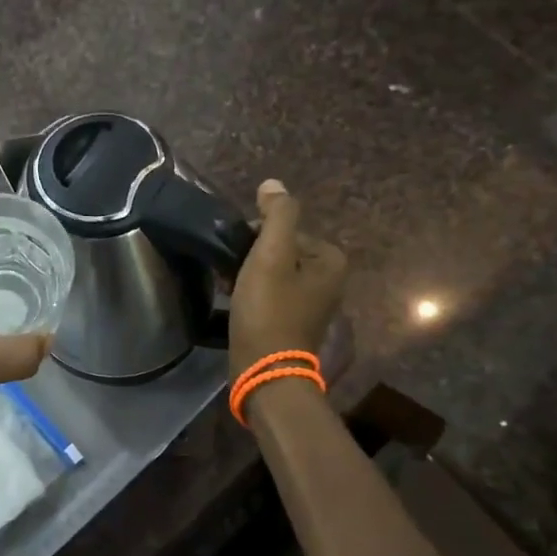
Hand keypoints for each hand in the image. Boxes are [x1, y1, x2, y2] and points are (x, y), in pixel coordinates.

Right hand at [228, 179, 346, 378]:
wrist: (265, 371)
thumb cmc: (269, 310)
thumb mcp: (271, 255)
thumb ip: (277, 215)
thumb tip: (274, 184)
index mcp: (330, 259)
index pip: (284, 229)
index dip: (255, 237)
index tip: (237, 255)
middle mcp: (329, 279)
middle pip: (279, 250)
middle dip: (251, 256)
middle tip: (229, 273)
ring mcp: (313, 303)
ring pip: (272, 272)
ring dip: (247, 274)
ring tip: (227, 286)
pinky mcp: (294, 321)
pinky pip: (271, 293)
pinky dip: (252, 293)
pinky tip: (233, 301)